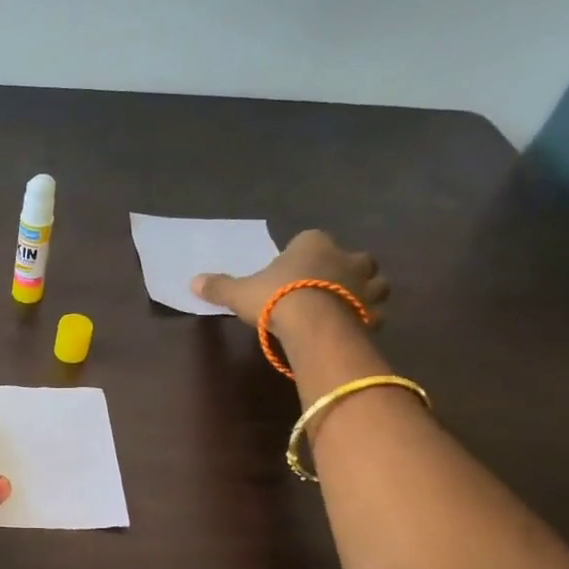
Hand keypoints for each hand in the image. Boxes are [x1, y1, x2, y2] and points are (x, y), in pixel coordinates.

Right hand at [190, 229, 389, 329]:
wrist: (312, 323)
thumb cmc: (276, 297)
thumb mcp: (239, 292)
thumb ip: (220, 287)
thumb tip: (193, 281)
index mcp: (313, 244)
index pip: (312, 239)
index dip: (305, 253)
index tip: (295, 269)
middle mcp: (345, 257)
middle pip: (355, 257)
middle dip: (347, 269)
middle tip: (329, 286)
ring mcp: (364, 285)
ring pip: (376, 283)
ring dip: (366, 292)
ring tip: (348, 306)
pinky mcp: (372, 312)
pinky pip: (375, 314)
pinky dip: (368, 320)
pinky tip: (354, 329)